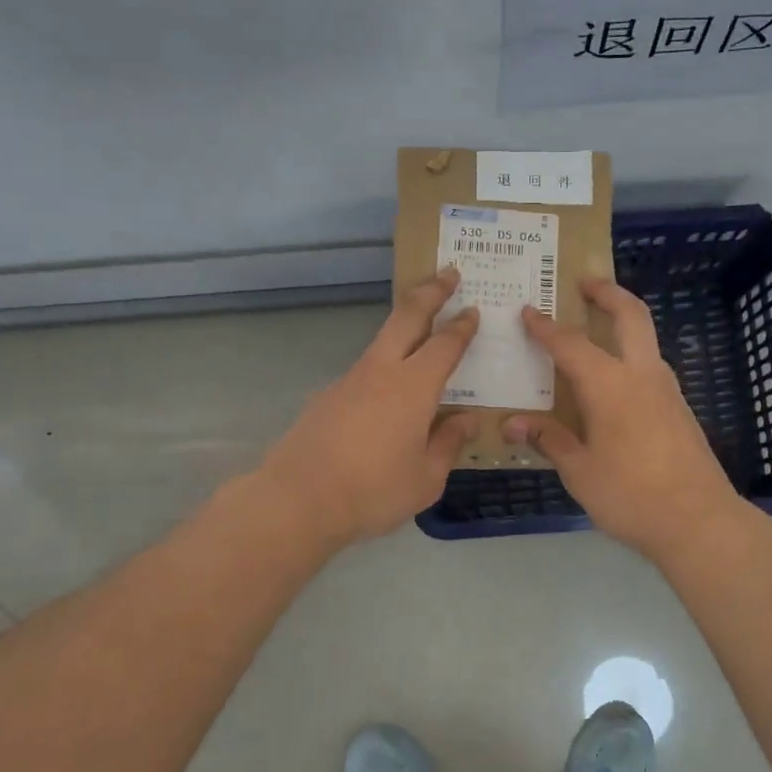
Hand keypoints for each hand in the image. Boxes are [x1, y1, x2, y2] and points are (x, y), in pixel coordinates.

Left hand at [259, 267, 480, 546]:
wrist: (298, 499)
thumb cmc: (373, 490)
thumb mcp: (426, 478)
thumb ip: (448, 444)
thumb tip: (466, 421)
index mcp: (413, 386)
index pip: (445, 344)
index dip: (462, 326)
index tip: (473, 310)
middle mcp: (381, 371)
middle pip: (407, 316)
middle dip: (430, 291)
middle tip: (448, 272)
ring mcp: (349, 380)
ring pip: (382, 342)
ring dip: (405, 327)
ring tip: (423, 335)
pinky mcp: (327, 396)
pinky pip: (365, 372)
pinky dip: (384, 369)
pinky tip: (387, 397)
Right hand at [504, 278, 738, 558]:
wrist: (699, 521)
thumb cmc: (630, 494)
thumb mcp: (579, 470)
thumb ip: (549, 440)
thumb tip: (511, 424)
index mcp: (610, 384)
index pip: (571, 344)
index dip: (546, 327)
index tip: (528, 310)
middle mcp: (642, 375)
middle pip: (630, 315)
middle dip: (608, 292)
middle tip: (585, 282)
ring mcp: (667, 390)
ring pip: (646, 339)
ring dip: (623, 323)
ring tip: (595, 329)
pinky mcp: (680, 409)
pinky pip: (650, 367)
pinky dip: (630, 355)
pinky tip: (613, 382)